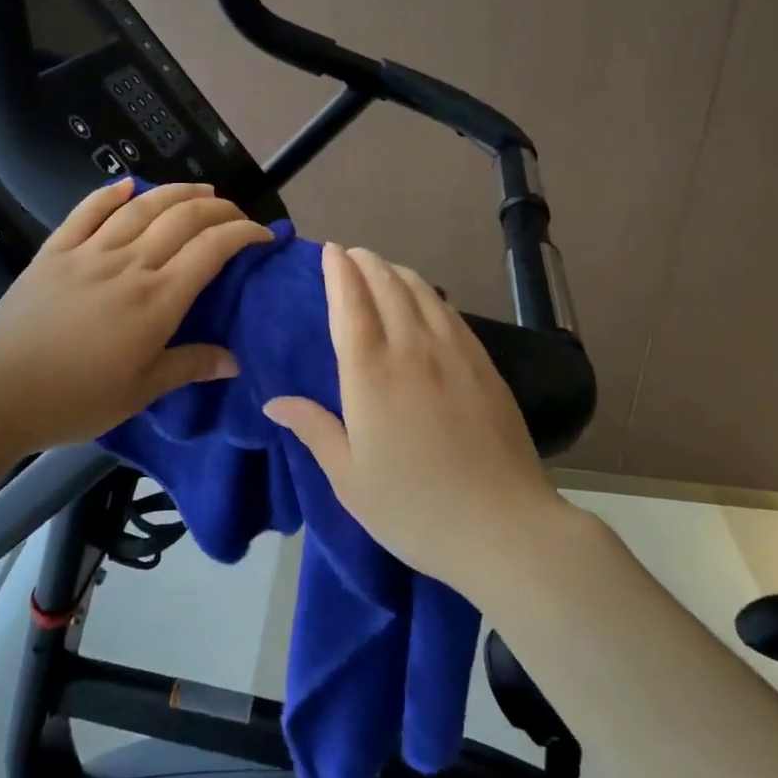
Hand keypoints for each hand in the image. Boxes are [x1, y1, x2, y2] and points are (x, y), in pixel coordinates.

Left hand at [0, 178, 273, 460]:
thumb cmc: (75, 399)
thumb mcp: (141, 392)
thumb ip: (189, 366)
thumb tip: (235, 360)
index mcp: (156, 300)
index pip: (211, 250)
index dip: (243, 233)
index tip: (262, 235)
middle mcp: (129, 265)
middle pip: (182, 218)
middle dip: (218, 208)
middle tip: (235, 213)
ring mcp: (89, 253)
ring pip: (141, 207)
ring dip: (176, 192)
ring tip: (199, 190)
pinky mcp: (54, 251)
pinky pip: (86, 212)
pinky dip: (110, 194)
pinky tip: (127, 184)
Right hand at [263, 243, 570, 599]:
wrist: (502, 526)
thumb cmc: (414, 509)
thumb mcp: (350, 479)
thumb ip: (314, 430)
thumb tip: (275, 402)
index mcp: (370, 375)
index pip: (350, 304)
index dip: (339, 272)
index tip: (331, 251)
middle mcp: (412, 349)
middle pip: (388, 287)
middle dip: (367, 263)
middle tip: (353, 255)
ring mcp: (454, 353)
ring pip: (423, 293)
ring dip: (398, 272)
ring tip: (384, 269)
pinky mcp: (484, 365)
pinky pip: (451, 312)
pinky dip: (431, 294)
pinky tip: (427, 299)